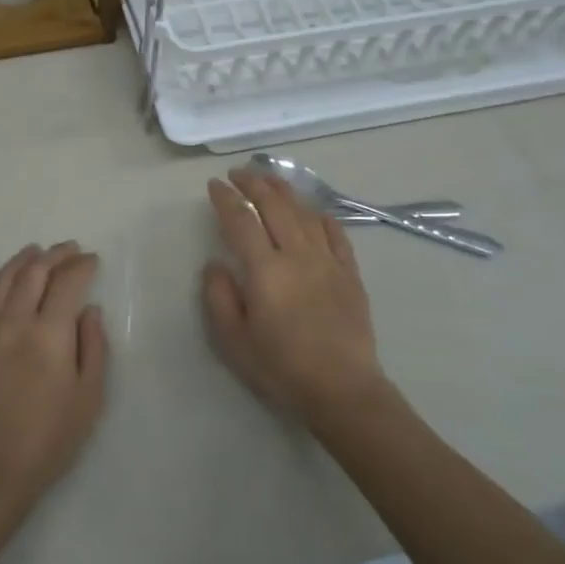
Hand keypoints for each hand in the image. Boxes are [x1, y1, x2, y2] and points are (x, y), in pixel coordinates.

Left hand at [0, 241, 108, 506]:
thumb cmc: (49, 438)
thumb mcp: (89, 397)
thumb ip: (94, 347)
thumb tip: (90, 310)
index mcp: (50, 335)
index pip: (67, 283)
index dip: (82, 266)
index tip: (92, 261)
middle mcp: (14, 322)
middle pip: (34, 273)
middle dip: (55, 256)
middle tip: (69, 250)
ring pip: (1, 280)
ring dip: (20, 261)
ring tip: (35, 252)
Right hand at [202, 170, 386, 427]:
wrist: (343, 390)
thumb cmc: (282, 368)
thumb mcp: (235, 341)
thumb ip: (219, 297)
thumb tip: (216, 264)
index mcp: (265, 270)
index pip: (241, 221)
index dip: (226, 198)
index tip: (214, 184)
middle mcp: (297, 255)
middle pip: (274, 206)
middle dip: (253, 184)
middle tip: (238, 173)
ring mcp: (328, 261)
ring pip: (304, 213)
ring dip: (284, 191)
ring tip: (269, 179)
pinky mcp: (349, 273)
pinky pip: (336, 234)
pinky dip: (321, 217)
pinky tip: (314, 211)